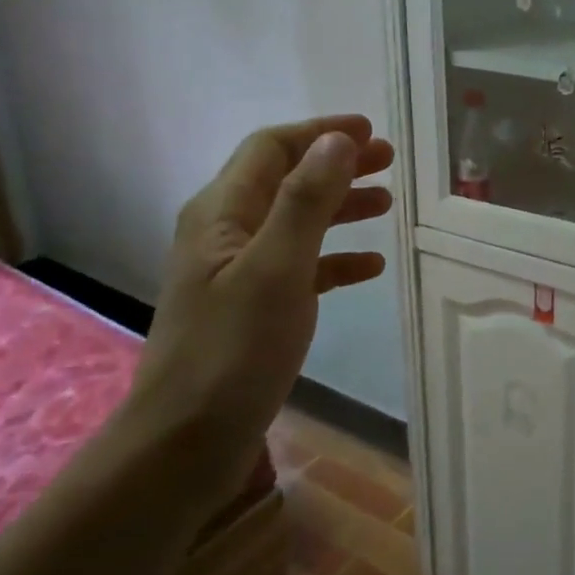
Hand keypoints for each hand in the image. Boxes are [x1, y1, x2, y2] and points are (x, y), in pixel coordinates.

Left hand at [123, 115, 394, 482]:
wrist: (186, 443)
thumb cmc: (233, 350)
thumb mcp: (277, 268)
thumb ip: (307, 201)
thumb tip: (338, 141)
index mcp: (222, 212)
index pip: (271, 148)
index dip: (320, 133)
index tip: (371, 131)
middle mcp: (226, 233)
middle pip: (286, 180)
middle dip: (337, 166)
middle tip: (388, 163)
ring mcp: (238, 272)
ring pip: (296, 222)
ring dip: (340, 208)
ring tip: (387, 205)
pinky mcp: (253, 307)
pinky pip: (301, 266)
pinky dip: (335, 258)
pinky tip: (370, 267)